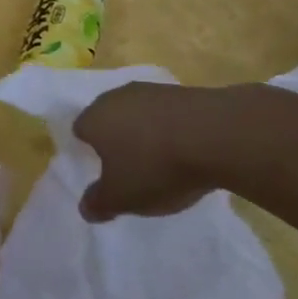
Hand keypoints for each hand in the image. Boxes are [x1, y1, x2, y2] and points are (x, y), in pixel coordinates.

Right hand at [72, 82, 277, 221]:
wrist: (216, 135)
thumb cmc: (156, 167)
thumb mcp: (122, 198)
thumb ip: (99, 203)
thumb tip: (85, 208)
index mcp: (94, 119)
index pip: (81, 130)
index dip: (89, 151)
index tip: (105, 172)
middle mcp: (116, 97)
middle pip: (109, 118)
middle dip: (117, 139)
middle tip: (131, 168)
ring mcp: (150, 91)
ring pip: (138, 113)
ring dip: (146, 132)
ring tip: (163, 161)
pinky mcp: (182, 91)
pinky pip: (167, 113)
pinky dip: (172, 128)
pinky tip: (188, 149)